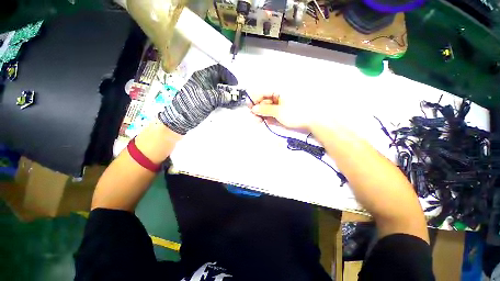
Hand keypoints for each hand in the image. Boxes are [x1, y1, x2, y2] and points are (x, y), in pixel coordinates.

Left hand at [158, 64, 237, 134]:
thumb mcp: (206, 99)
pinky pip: (220, 98)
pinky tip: (230, 105)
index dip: (228, 75)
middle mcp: (205, 83)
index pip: (218, 69)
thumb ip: (220, 96)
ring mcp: (207, 92)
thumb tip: (231, 96)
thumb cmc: (190, 106)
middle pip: (221, 80)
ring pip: (221, 90)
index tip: (236, 84)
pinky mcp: (208, 101)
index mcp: (202, 76)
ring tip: (236, 100)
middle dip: (230, 86)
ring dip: (229, 94)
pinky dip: (226, 100)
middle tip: (237, 93)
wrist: (180, 120)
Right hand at [249, 92, 319, 129]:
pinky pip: (274, 112)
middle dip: (258, 109)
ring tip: (260, 122)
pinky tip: (268, 122)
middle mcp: (280, 95)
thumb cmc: (296, 113)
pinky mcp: (284, 110)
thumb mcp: (278, 111)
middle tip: (254, 118)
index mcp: (279, 90)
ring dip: (263, 114)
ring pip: (269, 107)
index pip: (263, 92)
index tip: (250, 108)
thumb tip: (254, 108)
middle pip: (265, 100)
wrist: (313, 121)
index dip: (255, 100)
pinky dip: (270, 117)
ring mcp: (282, 103)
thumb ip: (264, 109)